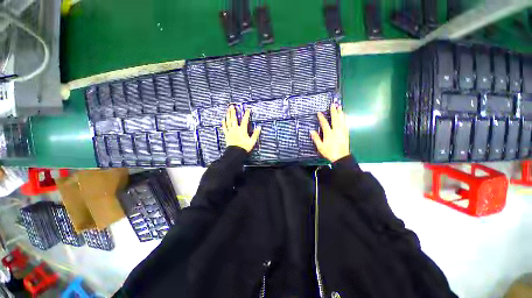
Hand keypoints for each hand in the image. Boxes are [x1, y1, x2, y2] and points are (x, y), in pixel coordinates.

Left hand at [222, 105, 260, 152]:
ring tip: (227, 109)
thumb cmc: (244, 147)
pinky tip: (223, 119)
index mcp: (242, 130)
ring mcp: (230, 131)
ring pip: (228, 121)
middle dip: (233, 112)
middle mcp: (236, 129)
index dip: (246, 114)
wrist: (235, 153)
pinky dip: (223, 123)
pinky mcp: (227, 135)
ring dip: (228, 115)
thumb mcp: (252, 141)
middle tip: (232, 106)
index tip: (248, 109)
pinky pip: (224, 128)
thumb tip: (259, 127)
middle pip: (234, 118)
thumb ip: (255, 134)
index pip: (245, 120)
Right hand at [310, 104, 349, 162]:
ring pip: (342, 120)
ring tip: (340, 107)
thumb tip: (311, 131)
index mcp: (329, 134)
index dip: (321, 118)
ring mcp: (342, 132)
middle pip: (335, 119)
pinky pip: (346, 124)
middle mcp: (336, 131)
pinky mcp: (346, 134)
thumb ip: (316, 138)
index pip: (325, 123)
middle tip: (333, 105)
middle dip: (334, 111)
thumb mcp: (320, 146)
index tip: (319, 113)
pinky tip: (345, 116)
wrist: (341, 157)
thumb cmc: (329, 152)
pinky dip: (345, 119)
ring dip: (341, 113)